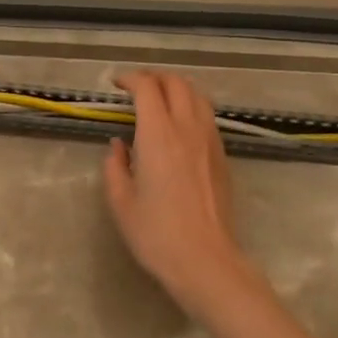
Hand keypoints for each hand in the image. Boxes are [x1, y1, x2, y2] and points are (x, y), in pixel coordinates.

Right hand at [102, 70, 257, 313]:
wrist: (205, 260)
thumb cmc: (156, 233)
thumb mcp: (121, 202)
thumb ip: (115, 167)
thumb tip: (118, 146)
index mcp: (158, 135)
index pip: (147, 88)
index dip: (130, 79)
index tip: (116, 85)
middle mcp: (187, 128)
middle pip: (176, 83)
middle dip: (154, 77)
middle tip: (136, 88)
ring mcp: (210, 140)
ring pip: (198, 95)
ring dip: (177, 88)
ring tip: (160, 100)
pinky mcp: (222, 156)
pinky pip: (207, 116)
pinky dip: (192, 107)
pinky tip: (180, 126)